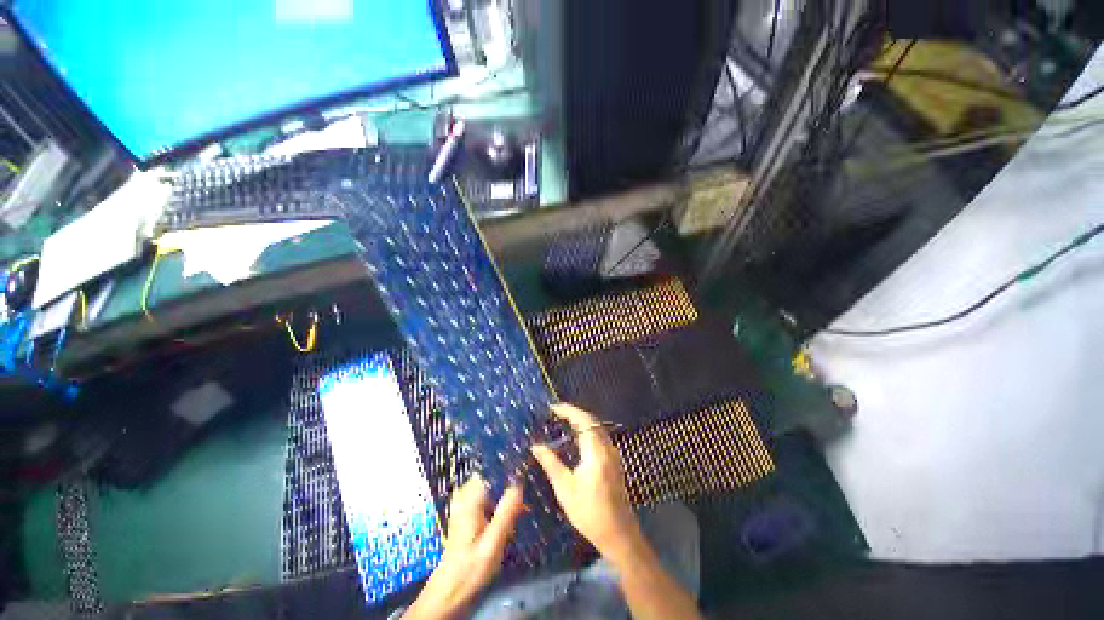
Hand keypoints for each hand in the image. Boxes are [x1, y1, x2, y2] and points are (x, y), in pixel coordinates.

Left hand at [406, 476, 523, 619]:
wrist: (449, 591)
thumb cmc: (470, 569)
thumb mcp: (492, 544)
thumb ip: (505, 513)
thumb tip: (519, 484)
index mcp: (470, 498)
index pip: (491, 469)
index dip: (509, 468)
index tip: (526, 470)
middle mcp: (465, 495)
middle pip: (493, 476)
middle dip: (511, 484)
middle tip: (526, 498)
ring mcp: (465, 502)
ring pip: (492, 487)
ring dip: (507, 495)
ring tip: (522, 508)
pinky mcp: (468, 511)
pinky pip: (488, 496)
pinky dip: (500, 503)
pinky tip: (511, 517)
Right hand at [531, 403, 640, 559]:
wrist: (619, 534)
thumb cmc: (589, 513)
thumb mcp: (565, 489)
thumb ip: (551, 463)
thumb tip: (535, 446)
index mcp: (596, 452)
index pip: (583, 420)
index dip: (568, 410)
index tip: (552, 408)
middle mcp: (607, 448)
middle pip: (592, 421)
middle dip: (573, 413)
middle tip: (554, 414)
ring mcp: (613, 454)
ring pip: (597, 427)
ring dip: (581, 421)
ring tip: (562, 422)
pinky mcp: (614, 461)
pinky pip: (599, 436)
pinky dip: (587, 430)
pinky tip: (575, 438)